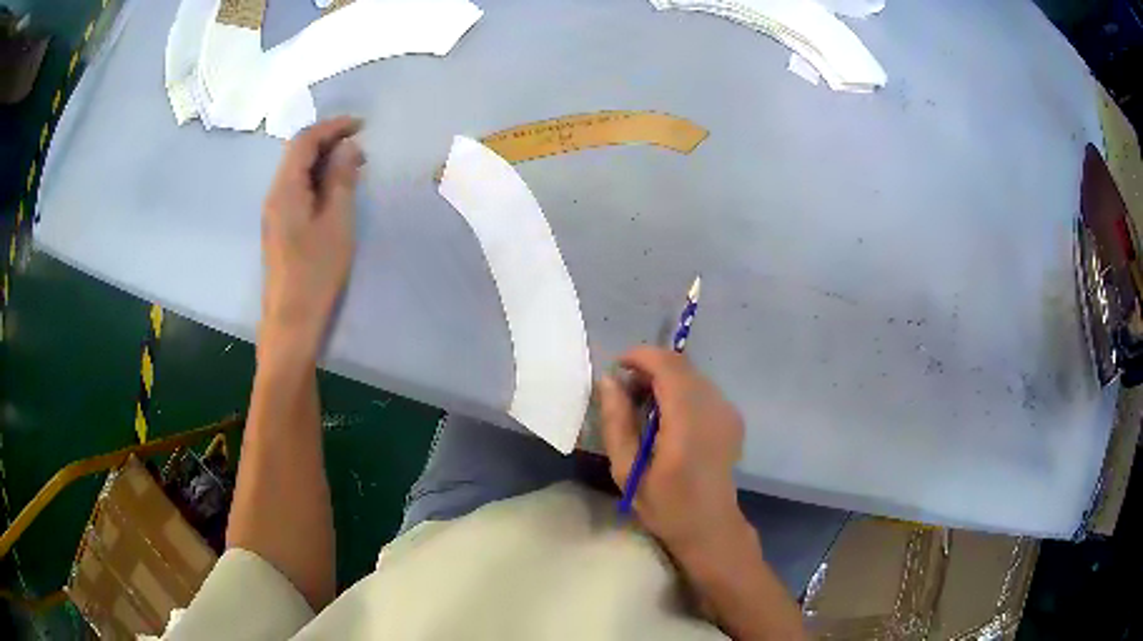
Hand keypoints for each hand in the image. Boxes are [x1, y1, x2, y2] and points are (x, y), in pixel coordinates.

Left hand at [261, 117, 363, 353]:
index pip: (305, 140)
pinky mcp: (279, 228)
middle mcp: (274, 194)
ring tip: (354, 167)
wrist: (290, 322)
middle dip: (329, 141)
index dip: (332, 126)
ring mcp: (274, 212)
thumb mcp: (337, 222)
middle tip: (361, 147)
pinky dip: (317, 180)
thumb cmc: (316, 272)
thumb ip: (341, 179)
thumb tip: (347, 147)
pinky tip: (336, 191)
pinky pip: (297, 190)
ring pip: (297, 171)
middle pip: (297, 153)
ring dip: (324, 161)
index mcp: (285, 188)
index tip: (362, 125)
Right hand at [599, 347, 748, 555]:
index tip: (617, 367)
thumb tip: (608, 380)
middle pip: (681, 366)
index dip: (641, 356)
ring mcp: (728, 411)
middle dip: (649, 368)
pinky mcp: (733, 416)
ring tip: (644, 407)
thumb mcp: (627, 471)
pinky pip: (702, 387)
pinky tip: (667, 417)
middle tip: (625, 393)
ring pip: (692, 374)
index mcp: (688, 424)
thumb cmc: (665, 506)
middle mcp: (714, 409)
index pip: (668, 367)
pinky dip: (680, 390)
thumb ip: (617, 422)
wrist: (710, 526)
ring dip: (664, 378)